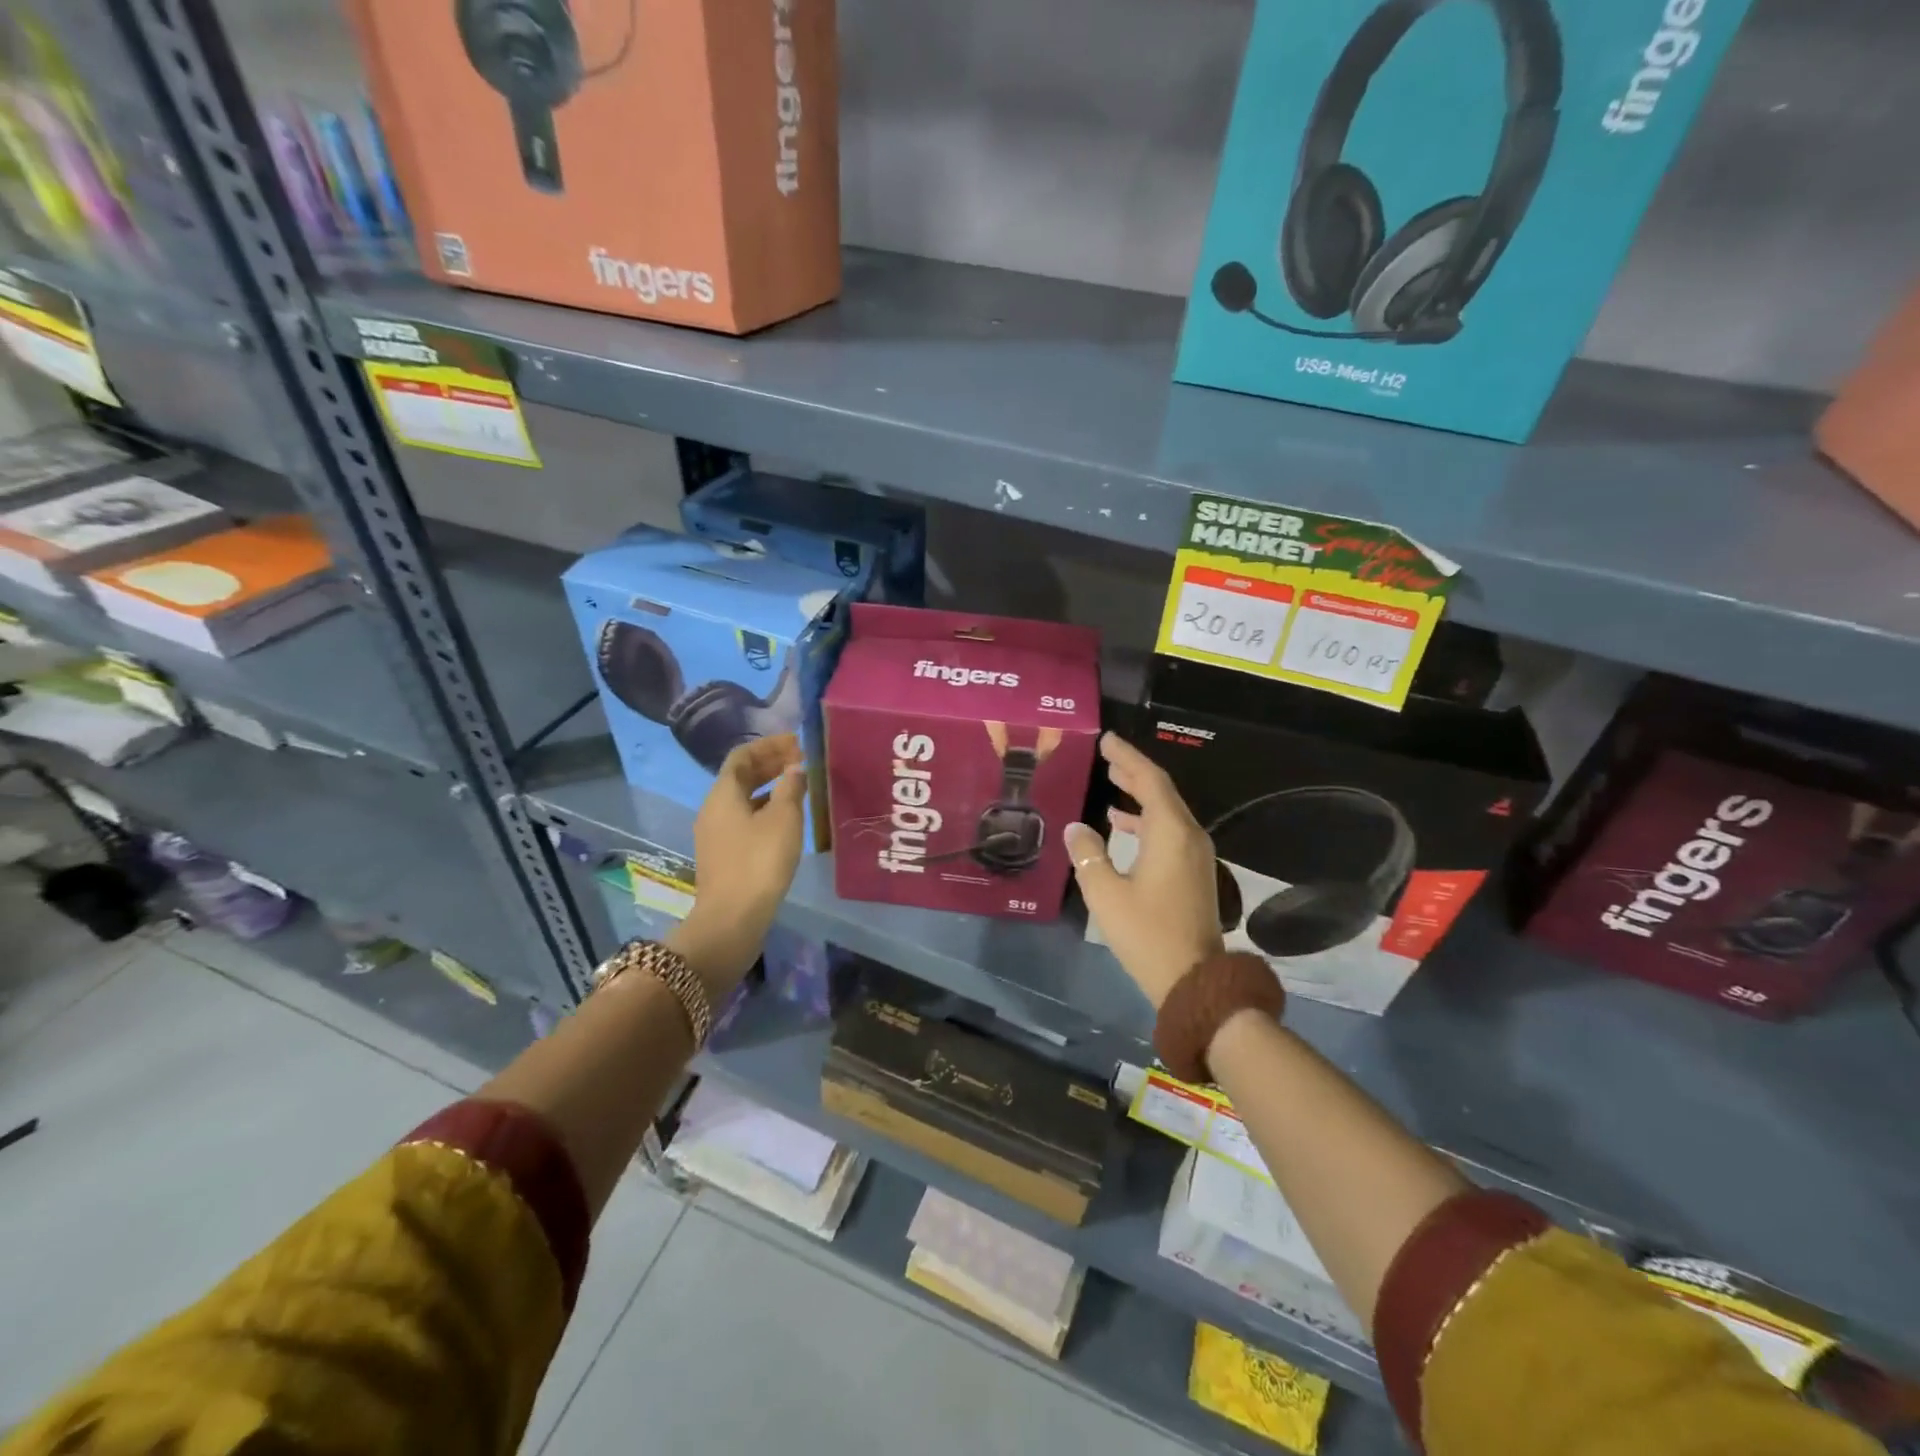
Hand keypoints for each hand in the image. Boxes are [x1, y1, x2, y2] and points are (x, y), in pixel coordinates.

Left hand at [670, 734, 806, 994]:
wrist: (732, 918)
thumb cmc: (760, 861)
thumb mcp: (784, 819)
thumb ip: (790, 787)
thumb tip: (794, 768)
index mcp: (723, 794)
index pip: (742, 756)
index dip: (769, 745)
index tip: (796, 743)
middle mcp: (713, 809)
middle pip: (740, 776)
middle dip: (769, 764)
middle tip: (800, 760)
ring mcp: (715, 834)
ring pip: (742, 798)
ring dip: (768, 786)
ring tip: (797, 786)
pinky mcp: (723, 854)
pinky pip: (743, 818)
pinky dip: (764, 808)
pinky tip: (785, 818)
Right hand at [1066, 733, 1223, 1009]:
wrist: (1194, 981)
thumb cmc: (1147, 933)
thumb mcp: (1105, 893)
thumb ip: (1087, 855)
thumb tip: (1076, 828)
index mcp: (1170, 832)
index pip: (1149, 780)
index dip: (1127, 757)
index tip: (1107, 739)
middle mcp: (1189, 835)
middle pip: (1161, 791)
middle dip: (1133, 771)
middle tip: (1106, 755)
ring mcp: (1195, 855)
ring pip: (1166, 812)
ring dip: (1139, 796)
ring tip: (1110, 784)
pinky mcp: (1193, 873)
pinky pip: (1169, 831)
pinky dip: (1145, 820)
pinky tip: (1120, 826)